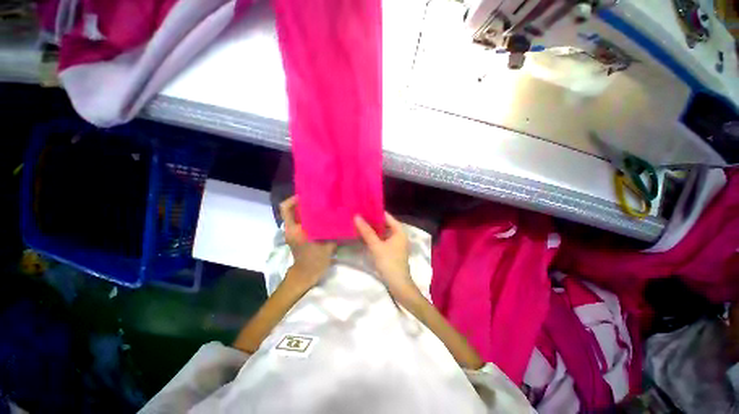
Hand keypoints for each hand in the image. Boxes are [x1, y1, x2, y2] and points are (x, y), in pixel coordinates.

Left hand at [279, 196, 335, 288]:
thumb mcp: (328, 244)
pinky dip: (308, 216)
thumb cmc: (316, 260)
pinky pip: (300, 220)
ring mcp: (292, 231)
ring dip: (306, 209)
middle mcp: (290, 228)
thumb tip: (340, 217)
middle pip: (292, 209)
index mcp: (295, 229)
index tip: (309, 195)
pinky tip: (321, 216)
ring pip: (296, 214)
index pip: (286, 208)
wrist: (307, 274)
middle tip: (319, 198)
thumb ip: (333, 230)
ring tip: (321, 205)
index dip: (295, 199)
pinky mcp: (296, 234)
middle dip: (304, 202)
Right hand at [354, 212, 418, 299]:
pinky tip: (365, 236)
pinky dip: (375, 237)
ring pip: (383, 232)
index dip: (375, 211)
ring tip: (359, 223)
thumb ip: (367, 232)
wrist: (398, 284)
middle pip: (384, 223)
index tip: (362, 208)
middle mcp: (399, 235)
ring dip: (373, 229)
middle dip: (372, 220)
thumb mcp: (376, 246)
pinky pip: (382, 239)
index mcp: (399, 231)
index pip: (386, 216)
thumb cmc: (389, 263)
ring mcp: (395, 243)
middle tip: (358, 215)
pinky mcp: (391, 250)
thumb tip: (357, 217)